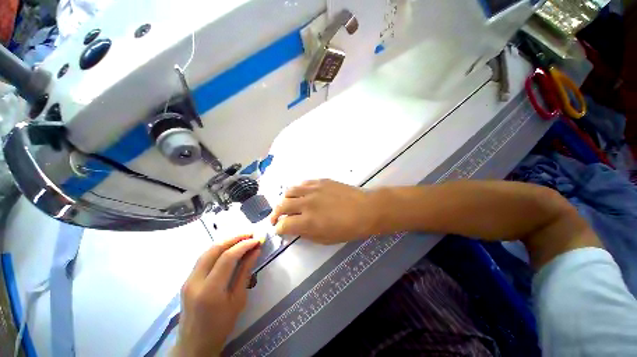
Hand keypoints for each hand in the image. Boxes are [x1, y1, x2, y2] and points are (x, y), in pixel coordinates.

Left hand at [173, 235, 261, 356]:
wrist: (194, 343)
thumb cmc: (221, 325)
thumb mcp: (238, 300)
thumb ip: (245, 272)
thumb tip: (255, 251)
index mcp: (210, 290)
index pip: (227, 258)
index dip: (244, 245)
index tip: (257, 240)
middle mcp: (195, 281)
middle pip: (214, 249)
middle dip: (234, 238)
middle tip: (250, 234)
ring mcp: (188, 279)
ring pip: (207, 251)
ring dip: (226, 241)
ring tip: (242, 238)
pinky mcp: (187, 279)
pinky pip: (204, 258)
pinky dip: (218, 249)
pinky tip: (229, 248)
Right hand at [269, 179, 378, 243]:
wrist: (365, 209)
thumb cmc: (348, 228)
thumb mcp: (325, 239)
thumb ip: (306, 233)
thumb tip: (294, 228)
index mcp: (307, 221)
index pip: (283, 224)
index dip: (278, 229)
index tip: (279, 230)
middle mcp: (306, 203)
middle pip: (281, 205)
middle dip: (275, 214)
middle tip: (276, 218)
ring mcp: (313, 189)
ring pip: (289, 191)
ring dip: (284, 199)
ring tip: (286, 204)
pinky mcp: (320, 181)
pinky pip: (302, 183)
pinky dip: (297, 190)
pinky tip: (299, 194)